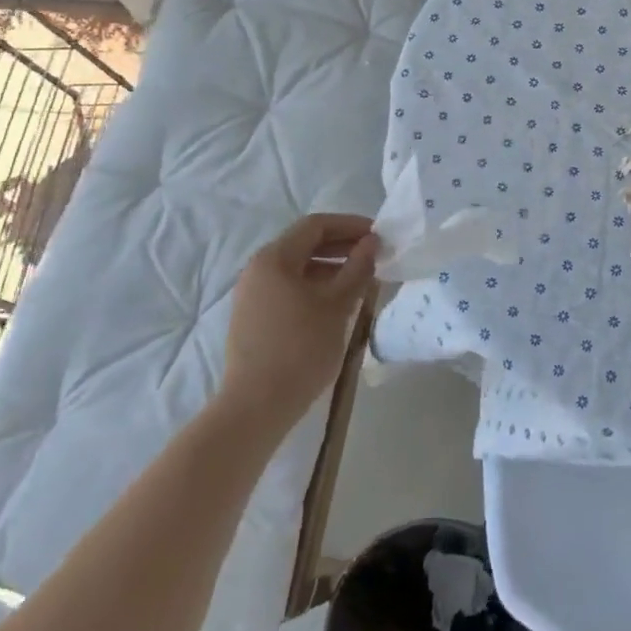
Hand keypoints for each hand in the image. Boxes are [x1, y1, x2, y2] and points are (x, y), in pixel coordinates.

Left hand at [220, 214, 377, 434]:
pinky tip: (337, 304)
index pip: (316, 225)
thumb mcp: (337, 305)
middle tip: (374, 256)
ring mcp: (252, 294)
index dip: (350, 225)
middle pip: (304, 244)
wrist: (256, 405)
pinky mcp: (253, 317)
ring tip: (361, 280)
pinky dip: (315, 287)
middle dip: (341, 246)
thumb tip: (372, 242)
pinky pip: (288, 288)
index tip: (378, 235)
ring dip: (330, 268)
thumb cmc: (301, 348)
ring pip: (297, 268)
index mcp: (274, 258)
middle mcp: (258, 269)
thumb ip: (357, 268)